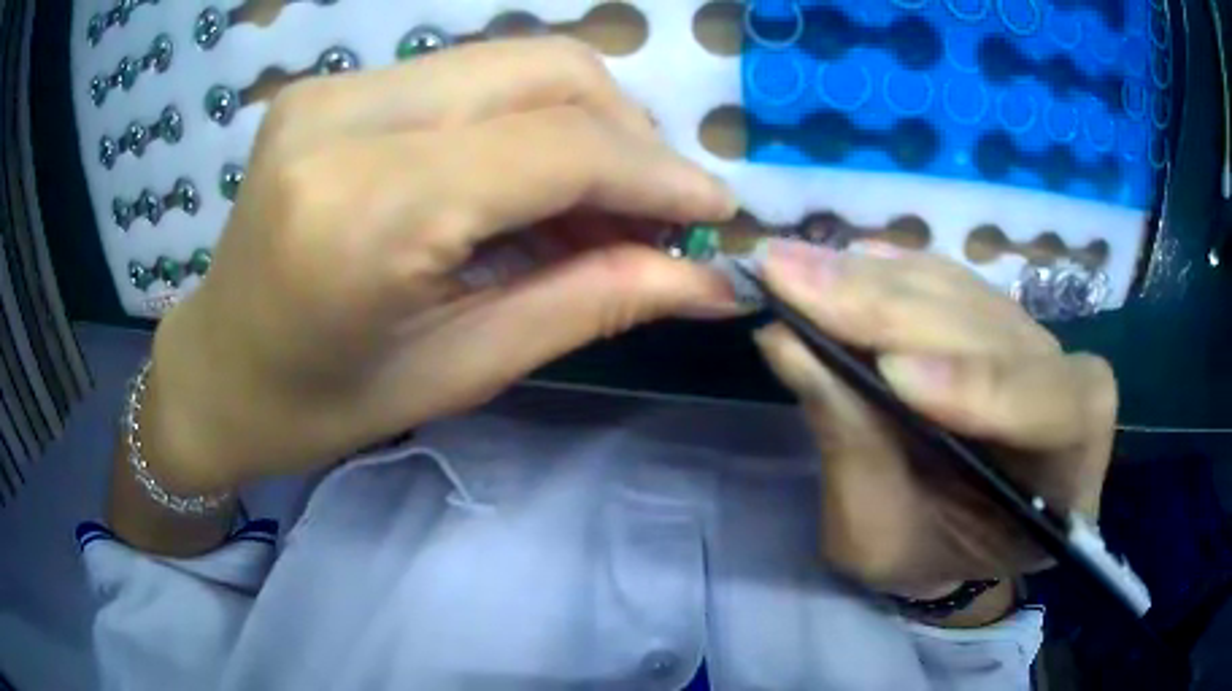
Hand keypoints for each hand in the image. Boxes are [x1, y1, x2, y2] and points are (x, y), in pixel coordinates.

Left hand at [145, 38, 738, 493]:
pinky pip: (469, 76)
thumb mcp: (460, 369)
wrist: (217, 370)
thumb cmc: (320, 403)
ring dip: (583, 125)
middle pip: (546, 71)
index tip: (717, 210)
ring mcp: (333, 87)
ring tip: (599, 206)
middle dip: (629, 136)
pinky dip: (526, 119)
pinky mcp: (332, 85)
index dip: (658, 172)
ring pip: (514, 61)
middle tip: (655, 214)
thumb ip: (590, 303)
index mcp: (365, 210)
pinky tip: (531, 182)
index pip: (557, 146)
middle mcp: (345, 117)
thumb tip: (707, 280)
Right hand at [753, 241, 1116, 599]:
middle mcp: (1063, 390)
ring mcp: (1030, 343)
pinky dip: (886, 269)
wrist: (945, 535)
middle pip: (995, 332)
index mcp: (1066, 473)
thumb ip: (852, 449)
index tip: (892, 373)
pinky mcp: (991, 314)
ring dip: (875, 280)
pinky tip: (838, 259)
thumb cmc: (922, 553)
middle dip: (893, 311)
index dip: (980, 385)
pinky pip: (945, 279)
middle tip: (796, 282)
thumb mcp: (879, 539)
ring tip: (796, 267)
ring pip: (964, 294)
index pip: (1054, 410)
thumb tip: (790, 343)